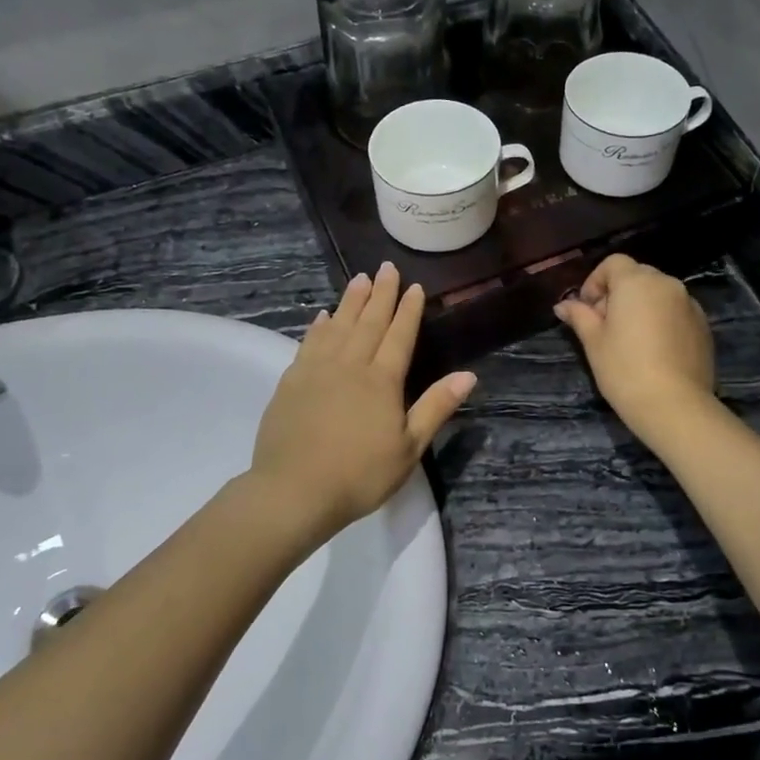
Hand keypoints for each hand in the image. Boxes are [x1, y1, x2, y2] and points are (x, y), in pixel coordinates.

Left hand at [248, 263, 476, 544]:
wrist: (294, 491)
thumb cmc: (360, 474)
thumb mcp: (409, 448)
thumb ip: (436, 407)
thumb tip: (468, 375)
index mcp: (382, 380)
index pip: (399, 336)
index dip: (408, 310)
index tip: (414, 287)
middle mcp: (350, 365)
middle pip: (368, 322)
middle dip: (380, 294)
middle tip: (385, 268)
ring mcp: (317, 370)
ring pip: (338, 326)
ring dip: (350, 301)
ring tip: (358, 279)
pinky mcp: (291, 381)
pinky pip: (309, 343)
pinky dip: (319, 327)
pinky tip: (323, 317)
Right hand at [553, 254, 715, 438]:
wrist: (674, 405)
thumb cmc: (624, 369)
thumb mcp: (593, 342)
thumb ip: (580, 316)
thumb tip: (563, 305)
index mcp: (636, 282)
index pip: (613, 263)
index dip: (595, 281)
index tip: (588, 309)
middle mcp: (667, 284)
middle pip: (638, 275)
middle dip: (618, 293)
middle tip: (606, 325)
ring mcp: (690, 304)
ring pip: (659, 294)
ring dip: (642, 306)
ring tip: (631, 340)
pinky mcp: (704, 326)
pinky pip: (676, 312)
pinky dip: (662, 320)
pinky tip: (654, 350)